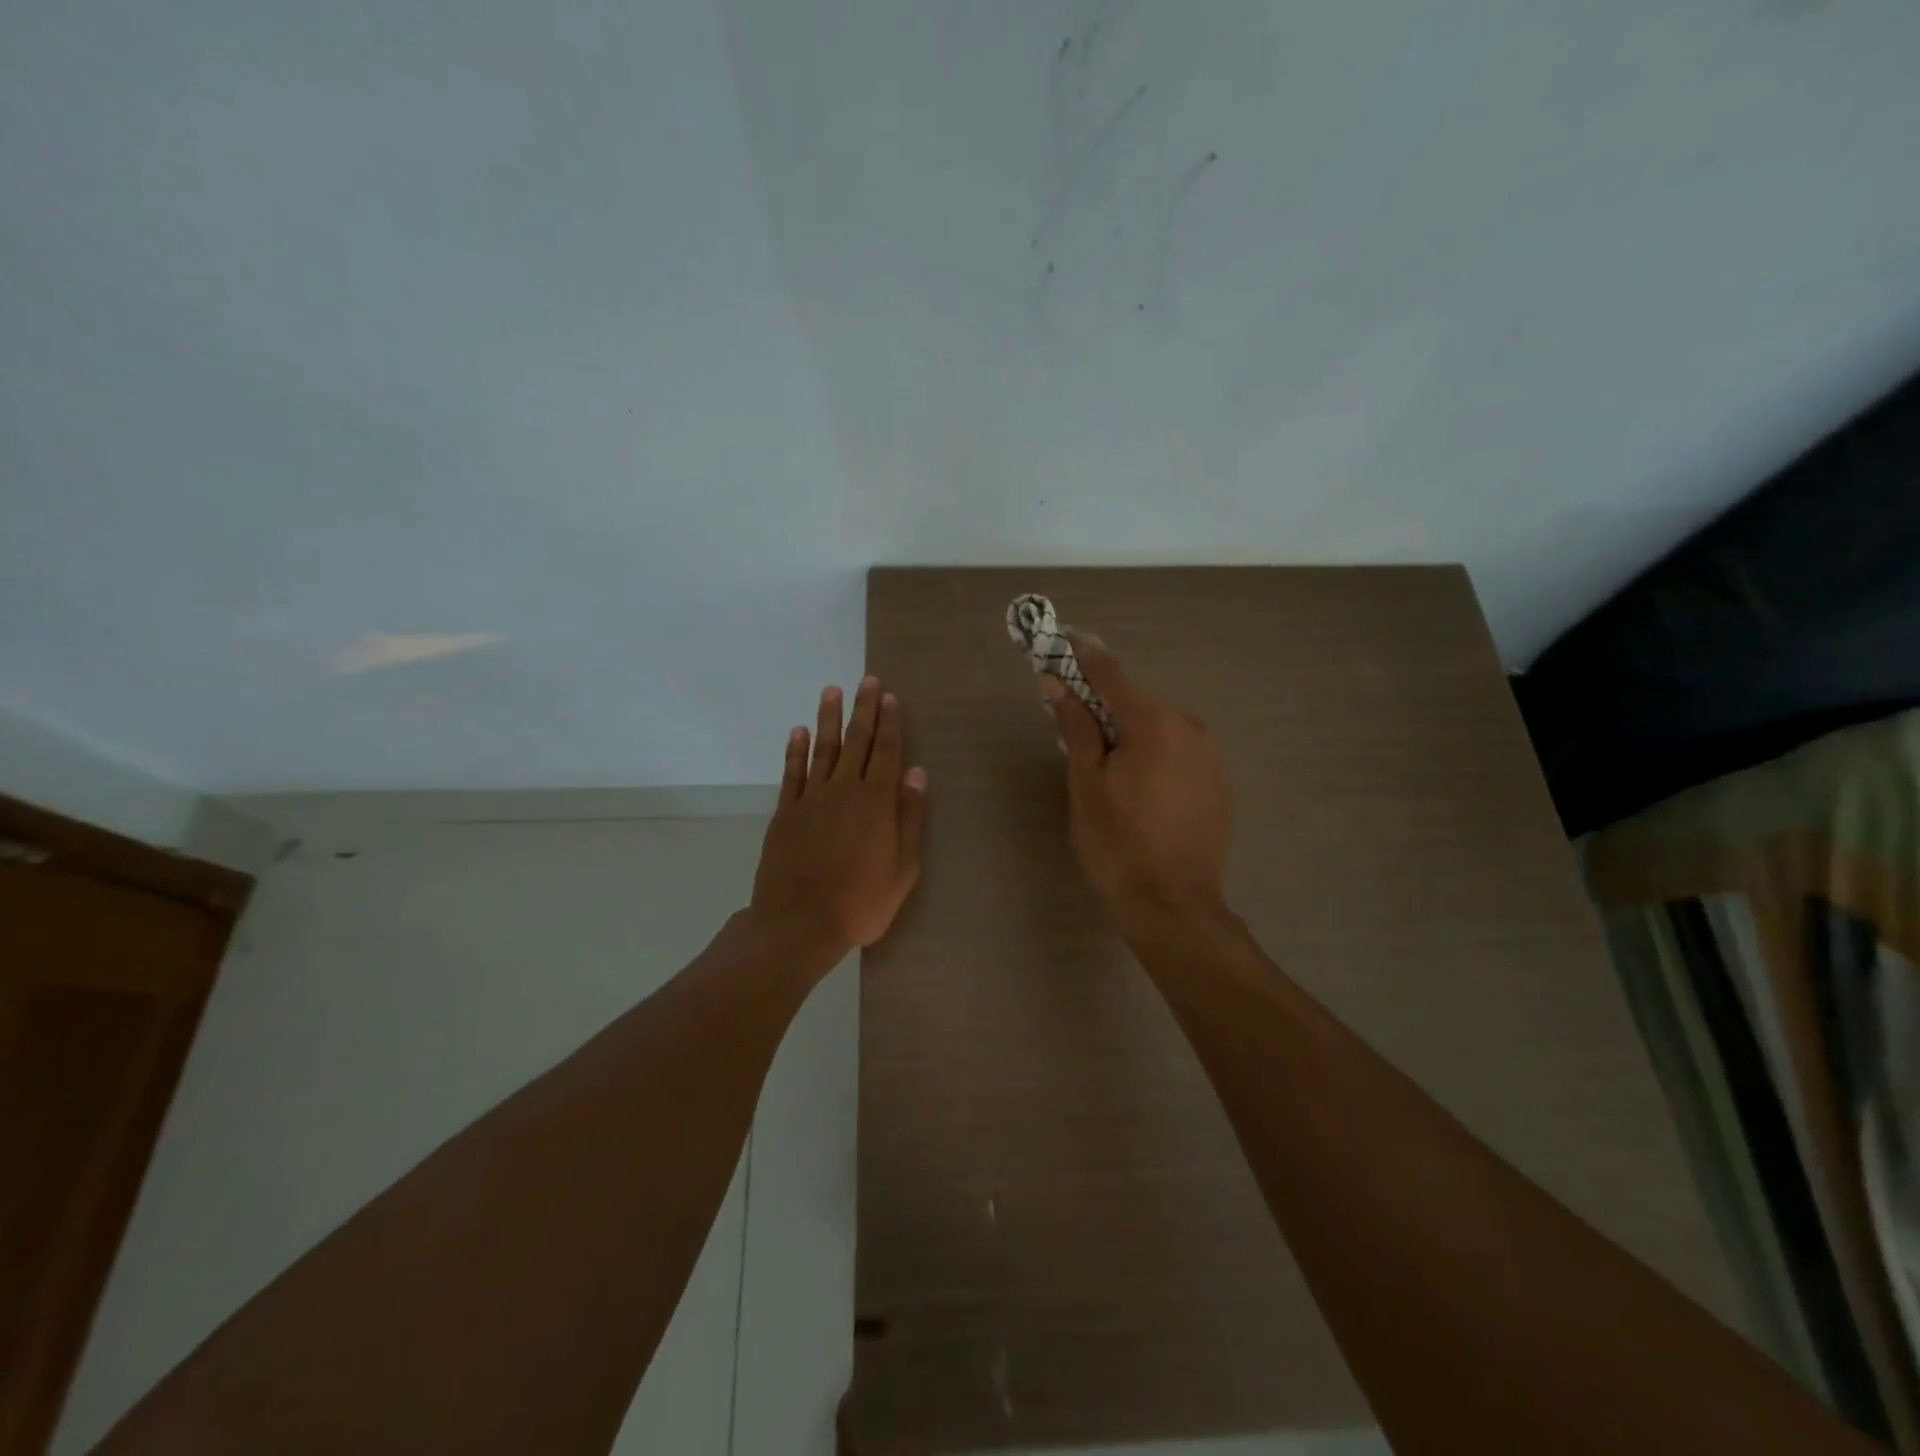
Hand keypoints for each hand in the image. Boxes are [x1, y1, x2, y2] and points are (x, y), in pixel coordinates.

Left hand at [751, 677, 928, 959]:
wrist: (799, 923)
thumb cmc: (860, 902)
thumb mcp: (903, 869)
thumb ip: (909, 818)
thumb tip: (916, 773)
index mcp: (876, 802)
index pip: (886, 752)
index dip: (890, 723)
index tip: (890, 697)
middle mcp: (844, 790)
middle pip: (856, 742)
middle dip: (863, 710)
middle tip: (866, 681)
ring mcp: (811, 799)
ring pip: (823, 749)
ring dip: (829, 719)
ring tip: (831, 691)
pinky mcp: (786, 812)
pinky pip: (792, 773)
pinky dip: (795, 750)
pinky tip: (798, 731)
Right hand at [1045, 635, 1231, 920]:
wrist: (1175, 906)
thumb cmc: (1118, 844)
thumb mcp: (1086, 784)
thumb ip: (1076, 728)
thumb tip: (1057, 685)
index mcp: (1155, 723)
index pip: (1112, 674)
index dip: (1083, 655)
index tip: (1062, 636)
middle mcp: (1190, 728)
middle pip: (1137, 702)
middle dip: (1103, 702)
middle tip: (1071, 713)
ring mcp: (1210, 756)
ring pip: (1158, 728)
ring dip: (1128, 731)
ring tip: (1102, 762)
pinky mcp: (1218, 783)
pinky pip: (1177, 752)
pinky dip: (1152, 753)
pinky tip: (1137, 786)